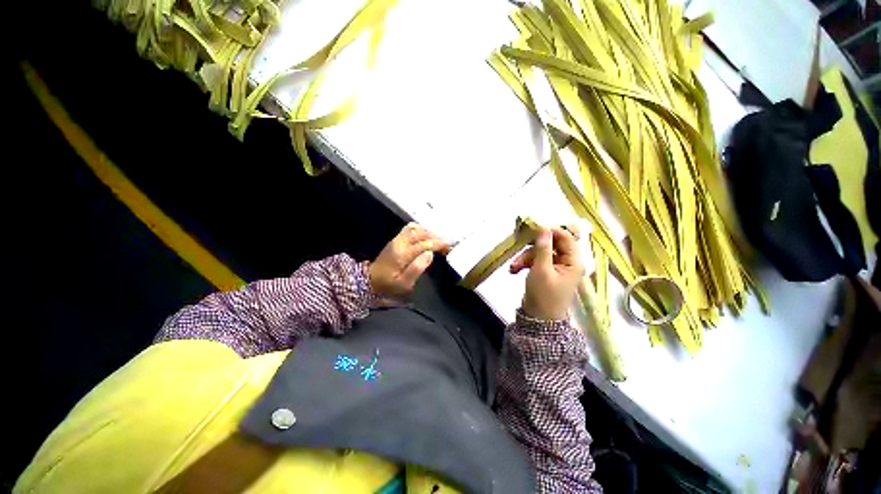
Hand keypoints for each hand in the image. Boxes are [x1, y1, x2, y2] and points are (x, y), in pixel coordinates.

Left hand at [369, 223, 449, 297]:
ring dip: (429, 232)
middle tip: (447, 243)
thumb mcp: (404, 284)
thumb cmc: (389, 285)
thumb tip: (430, 254)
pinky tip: (426, 235)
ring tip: (438, 239)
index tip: (449, 247)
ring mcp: (397, 239)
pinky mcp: (396, 239)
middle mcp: (400, 242)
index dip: (438, 244)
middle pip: (422, 233)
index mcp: (403, 253)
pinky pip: (410, 228)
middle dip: (436, 237)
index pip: (425, 244)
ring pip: (416, 228)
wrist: (371, 280)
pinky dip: (420, 229)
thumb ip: (417, 268)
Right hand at [510, 225, 584, 320]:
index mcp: (573, 261)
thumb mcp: (541, 269)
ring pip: (539, 253)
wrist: (538, 320)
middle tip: (519, 249)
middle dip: (532, 249)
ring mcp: (555, 268)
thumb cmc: (543, 295)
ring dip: (524, 258)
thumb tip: (543, 228)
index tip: (533, 229)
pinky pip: (535, 262)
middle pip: (550, 245)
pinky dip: (524, 264)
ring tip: (513, 267)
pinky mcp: (545, 273)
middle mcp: (566, 263)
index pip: (565, 238)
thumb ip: (543, 248)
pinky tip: (514, 270)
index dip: (550, 231)